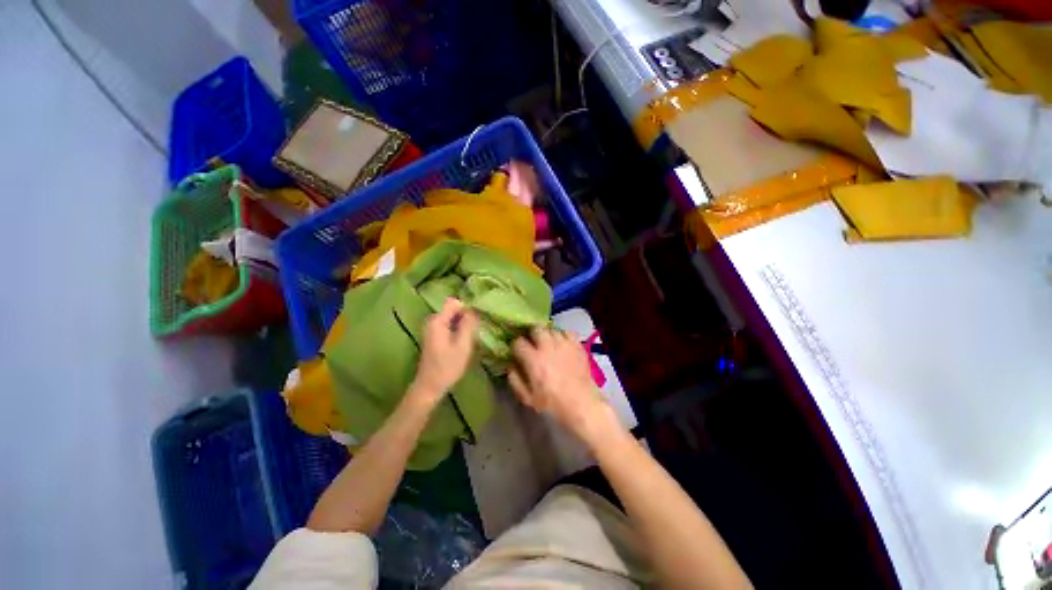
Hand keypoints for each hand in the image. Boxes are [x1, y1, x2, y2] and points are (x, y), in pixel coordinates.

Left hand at [413, 298, 478, 402]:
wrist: (430, 386)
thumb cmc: (447, 366)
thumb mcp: (463, 345)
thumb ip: (468, 324)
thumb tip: (474, 310)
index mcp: (437, 320)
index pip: (454, 302)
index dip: (467, 308)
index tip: (476, 321)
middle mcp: (432, 320)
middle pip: (453, 309)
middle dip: (466, 317)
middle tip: (474, 332)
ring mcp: (432, 328)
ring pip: (452, 318)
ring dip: (463, 325)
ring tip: (470, 338)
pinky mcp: (434, 336)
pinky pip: (449, 325)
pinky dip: (457, 330)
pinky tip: (463, 343)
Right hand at [509, 327, 612, 441]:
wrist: (582, 404)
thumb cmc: (552, 404)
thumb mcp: (527, 398)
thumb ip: (515, 380)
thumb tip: (510, 366)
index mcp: (533, 359)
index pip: (518, 342)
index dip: (516, 346)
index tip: (518, 352)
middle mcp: (547, 347)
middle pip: (536, 329)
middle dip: (531, 335)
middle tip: (533, 344)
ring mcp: (564, 344)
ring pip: (551, 330)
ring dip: (547, 335)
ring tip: (548, 344)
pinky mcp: (577, 345)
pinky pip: (567, 332)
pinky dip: (563, 336)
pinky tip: (562, 344)